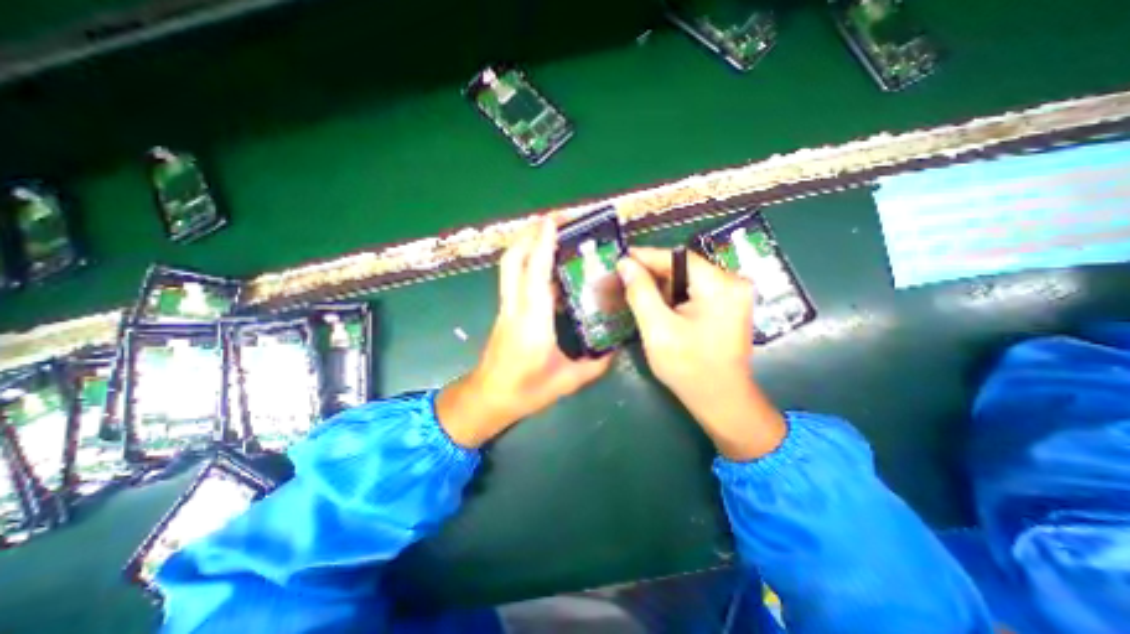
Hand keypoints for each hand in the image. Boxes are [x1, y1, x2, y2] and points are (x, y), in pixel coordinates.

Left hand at [434, 220, 615, 448]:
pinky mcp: (505, 310)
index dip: (543, 243)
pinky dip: (527, 261)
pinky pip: (514, 277)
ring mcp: (506, 307)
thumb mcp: (567, 381)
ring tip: (551, 233)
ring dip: (526, 243)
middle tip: (555, 220)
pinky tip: (546, 264)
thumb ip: (596, 364)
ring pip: (510, 265)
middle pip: (514, 259)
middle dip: (530, 233)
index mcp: (532, 321)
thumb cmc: (525, 391)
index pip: (535, 272)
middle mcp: (515, 307)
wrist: (488, 398)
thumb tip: (615, 348)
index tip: (553, 220)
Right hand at [618, 246, 788, 459]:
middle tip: (623, 277)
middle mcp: (733, 282)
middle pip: (684, 267)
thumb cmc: (688, 368)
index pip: (677, 257)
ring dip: (662, 285)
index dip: (646, 256)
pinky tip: (656, 304)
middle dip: (652, 272)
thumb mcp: (657, 329)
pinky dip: (674, 295)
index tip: (620, 257)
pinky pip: (695, 290)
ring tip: (635, 290)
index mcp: (720, 285)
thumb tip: (624, 264)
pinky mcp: (728, 305)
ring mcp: (733, 294)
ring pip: (688, 278)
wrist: (721, 400)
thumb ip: (640, 293)